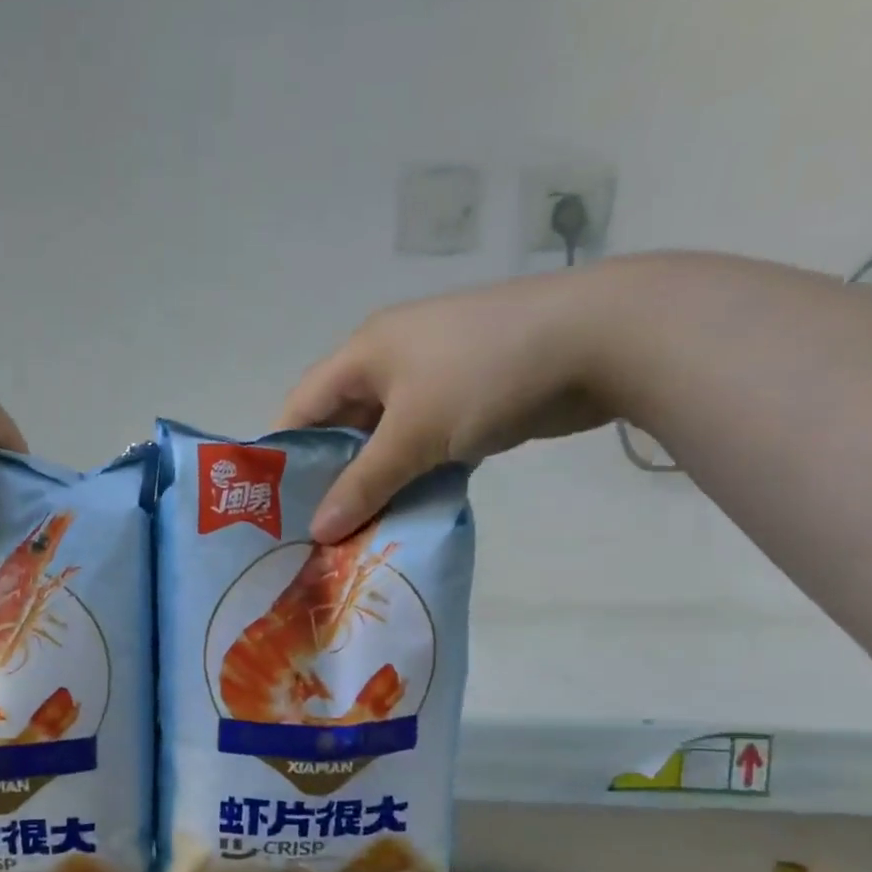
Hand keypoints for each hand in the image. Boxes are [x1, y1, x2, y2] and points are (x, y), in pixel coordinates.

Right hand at [277, 269, 612, 542]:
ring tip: (354, 532)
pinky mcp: (467, 399)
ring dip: (373, 482)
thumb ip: (363, 484)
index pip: (302, 405)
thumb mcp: (413, 433)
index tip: (271, 507)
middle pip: (341, 425)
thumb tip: (318, 531)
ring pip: (384, 439)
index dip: (283, 454)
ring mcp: (432, 378)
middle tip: (314, 531)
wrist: (600, 339)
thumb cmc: (485, 375)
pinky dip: (412, 476)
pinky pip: (422, 443)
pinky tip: (403, 513)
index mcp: (365, 353)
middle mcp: (390, 360)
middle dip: (330, 477)